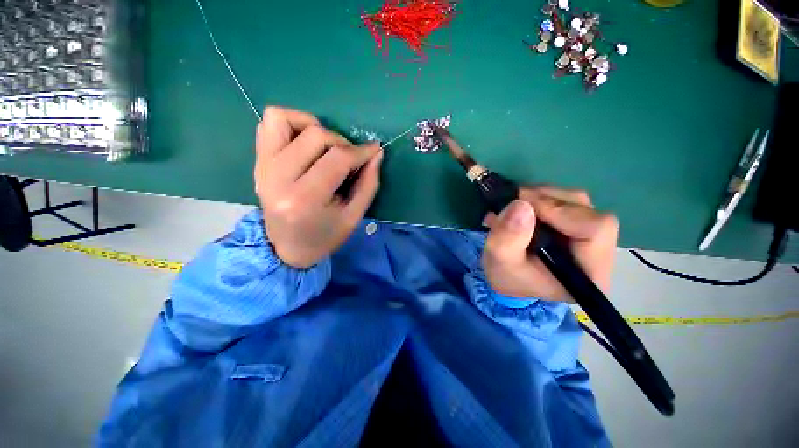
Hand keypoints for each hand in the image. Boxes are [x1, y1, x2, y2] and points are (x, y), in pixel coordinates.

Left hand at [254, 106, 383, 268]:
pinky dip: (292, 123)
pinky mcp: (258, 161)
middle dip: (342, 142)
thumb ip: (368, 184)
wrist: (286, 248)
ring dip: (314, 127)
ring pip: (285, 119)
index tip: (374, 150)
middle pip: (315, 136)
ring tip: (326, 147)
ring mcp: (262, 167)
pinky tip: (306, 143)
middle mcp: (277, 178)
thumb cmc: (324, 236)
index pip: (337, 159)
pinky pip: (268, 123)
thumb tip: (376, 152)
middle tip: (350, 159)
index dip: (361, 151)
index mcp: (304, 200)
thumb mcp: (353, 217)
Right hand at [482, 186, 617, 301]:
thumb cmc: (505, 275)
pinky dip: (540, 197)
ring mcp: (589, 236)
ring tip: (513, 206)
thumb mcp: (500, 260)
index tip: (522, 206)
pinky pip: (565, 200)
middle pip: (585, 210)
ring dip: (540, 197)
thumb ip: (508, 238)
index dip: (559, 211)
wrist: (504, 277)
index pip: (595, 229)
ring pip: (575, 201)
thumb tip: (521, 205)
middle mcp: (598, 253)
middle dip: (545, 201)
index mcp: (589, 272)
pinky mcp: (576, 224)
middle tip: (512, 202)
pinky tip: (520, 207)